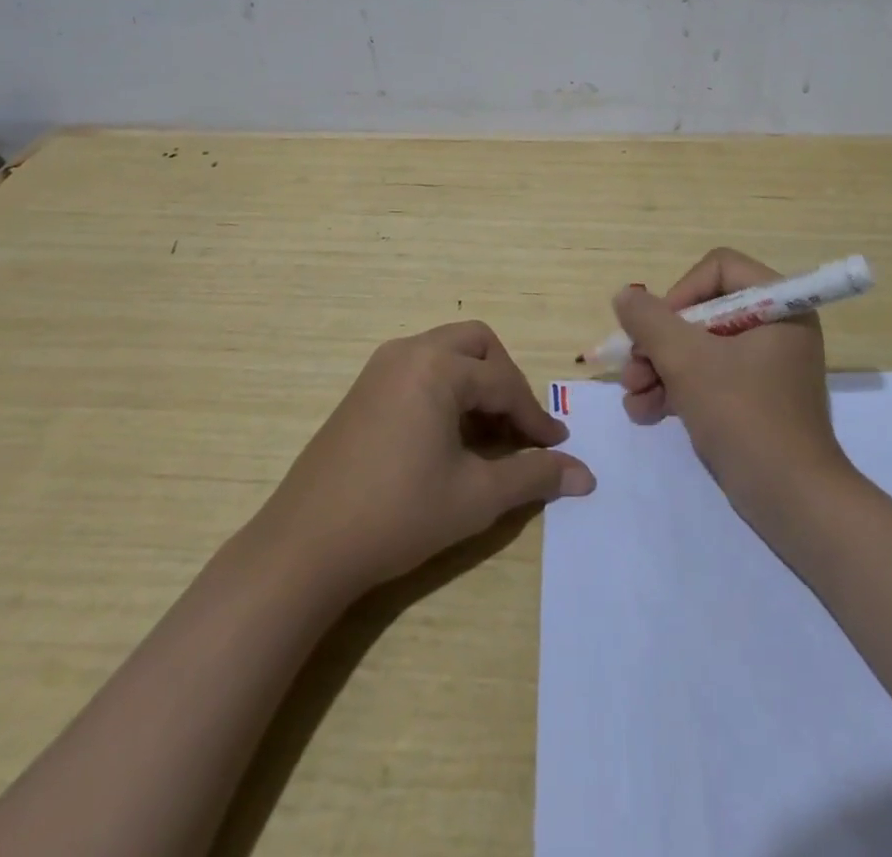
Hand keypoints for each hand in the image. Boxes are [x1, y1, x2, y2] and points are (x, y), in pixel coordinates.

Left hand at [256, 321, 594, 602]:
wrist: (305, 546)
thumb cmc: (398, 515)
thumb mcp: (476, 497)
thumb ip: (534, 477)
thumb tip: (587, 475)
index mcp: (437, 367)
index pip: (504, 383)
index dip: (535, 417)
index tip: (557, 446)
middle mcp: (409, 352)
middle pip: (477, 345)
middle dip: (506, 380)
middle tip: (518, 426)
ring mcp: (380, 368)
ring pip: (446, 352)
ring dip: (475, 382)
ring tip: (488, 432)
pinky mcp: (363, 389)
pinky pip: (419, 369)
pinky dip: (446, 388)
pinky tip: (448, 435)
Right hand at [612, 248, 848, 511]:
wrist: (793, 503)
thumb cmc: (744, 417)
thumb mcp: (687, 362)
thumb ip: (650, 321)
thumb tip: (625, 296)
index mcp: (779, 306)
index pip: (718, 268)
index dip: (680, 293)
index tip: (656, 330)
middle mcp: (775, 328)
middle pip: (701, 311)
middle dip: (658, 343)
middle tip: (631, 370)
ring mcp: (764, 366)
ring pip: (698, 348)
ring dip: (658, 369)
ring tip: (632, 398)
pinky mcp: (753, 399)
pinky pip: (708, 378)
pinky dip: (676, 390)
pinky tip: (645, 414)